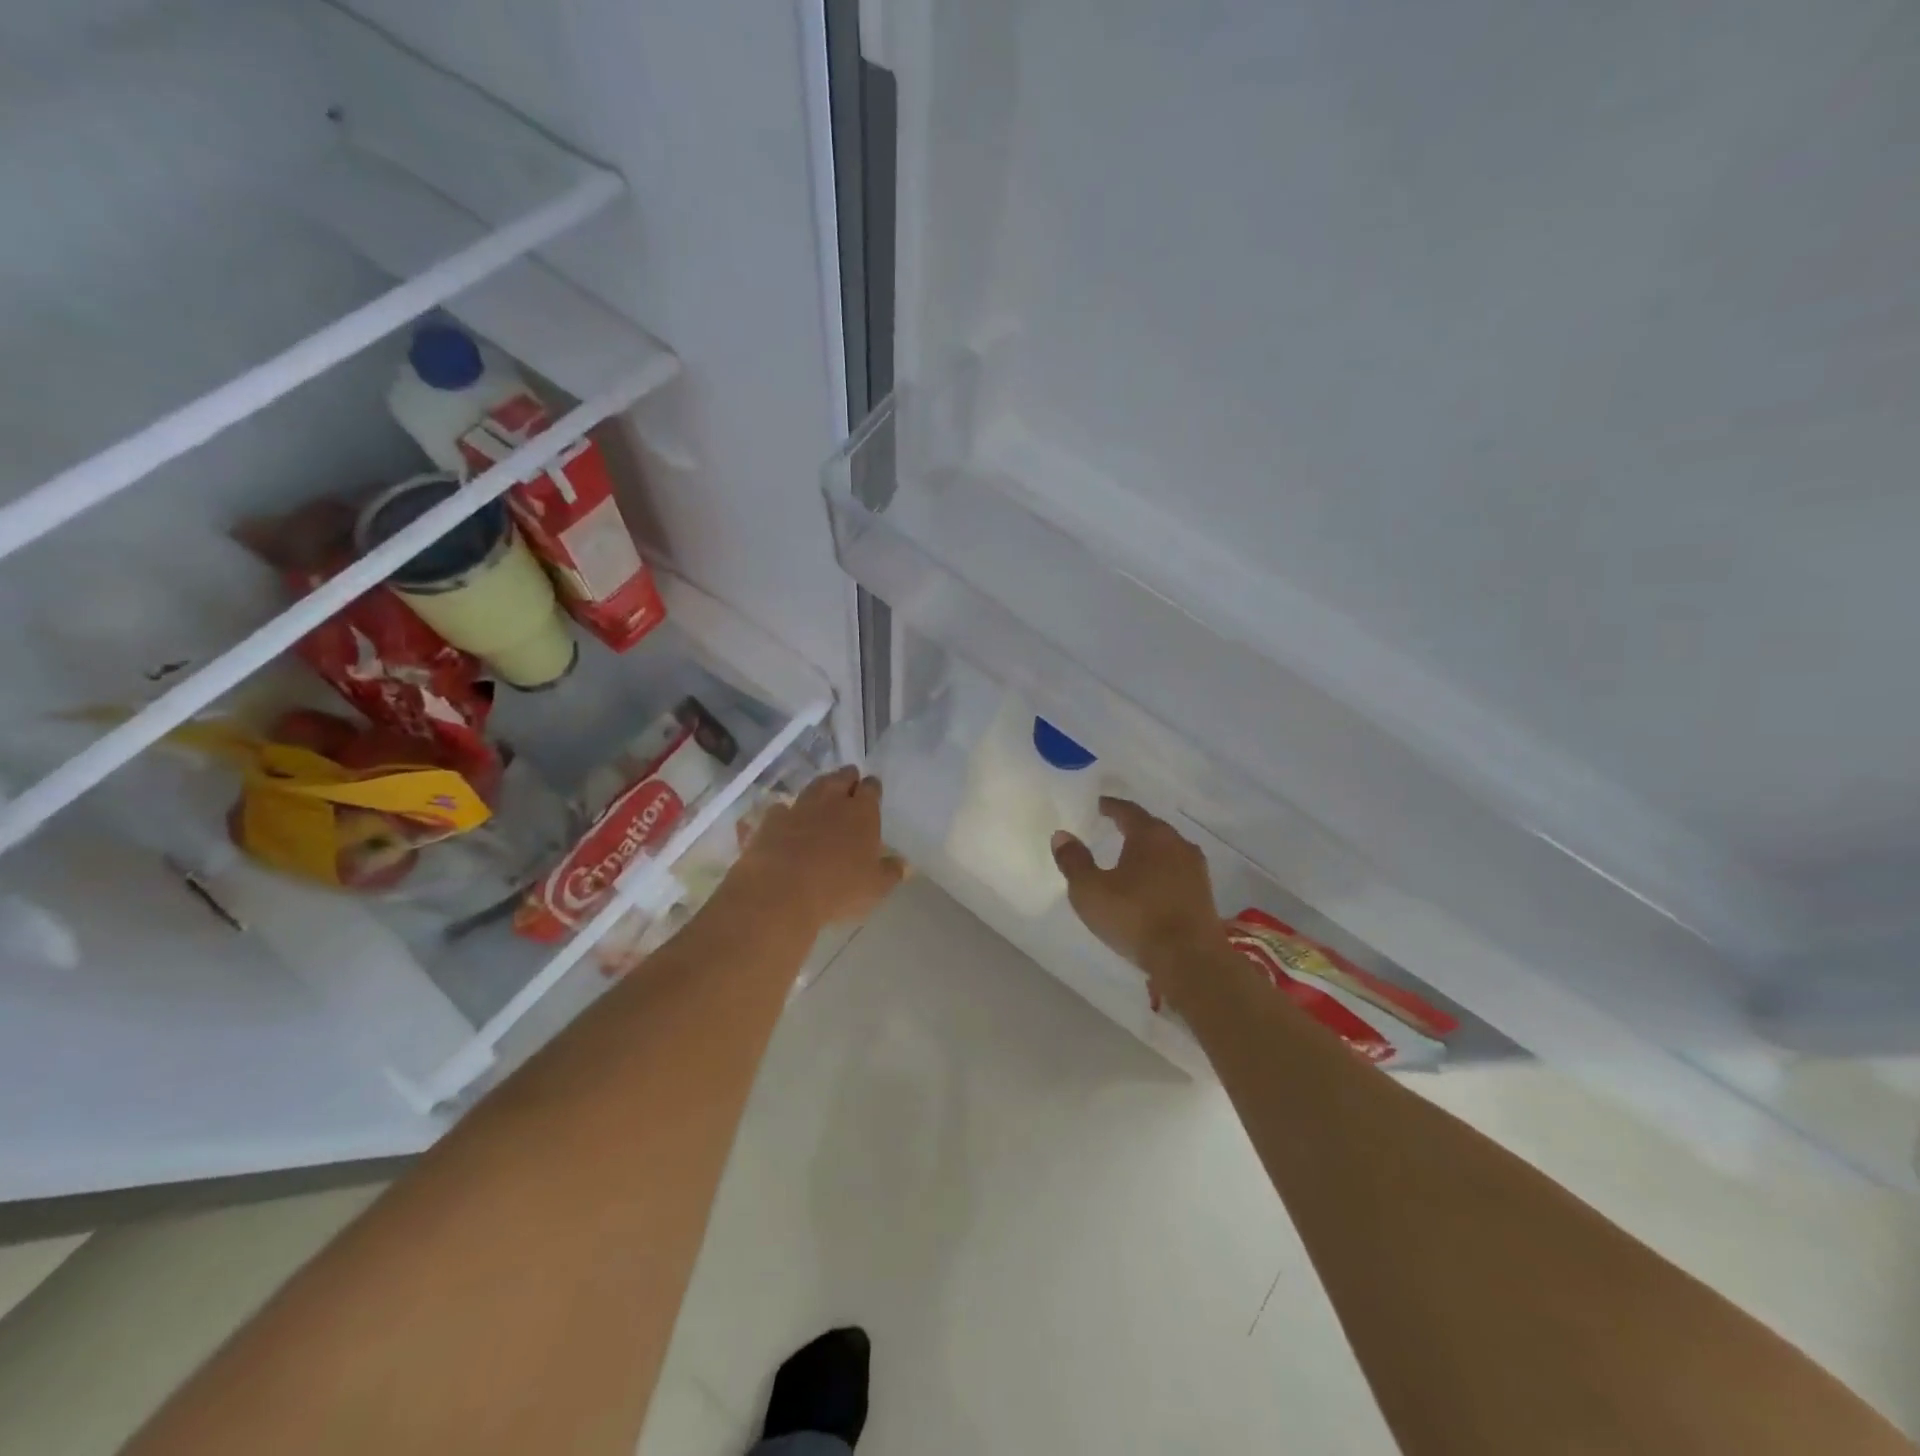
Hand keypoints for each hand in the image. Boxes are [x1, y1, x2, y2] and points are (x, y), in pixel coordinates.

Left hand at [736, 767, 905, 929]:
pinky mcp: (771, 820)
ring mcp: (799, 808)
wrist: (781, 892)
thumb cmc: (838, 889)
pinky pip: (782, 808)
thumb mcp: (876, 887)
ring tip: (824, 791)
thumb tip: (905, 865)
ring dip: (820, 787)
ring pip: (813, 787)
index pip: (871, 788)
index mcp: (862, 813)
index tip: (873, 789)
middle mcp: (832, 802)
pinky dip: (787, 811)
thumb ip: (891, 872)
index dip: (872, 787)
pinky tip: (787, 818)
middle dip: (847, 778)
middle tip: (850, 782)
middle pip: (841, 778)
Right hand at [1052, 798, 1225, 1007]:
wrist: (1190, 959)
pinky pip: (1176, 872)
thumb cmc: (1135, 917)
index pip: (1128, 811)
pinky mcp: (1204, 894)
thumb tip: (1062, 836)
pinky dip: (1160, 872)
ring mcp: (1196, 869)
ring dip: (1148, 851)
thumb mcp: (1090, 891)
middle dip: (1131, 827)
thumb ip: (1074, 861)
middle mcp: (1177, 844)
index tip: (1099, 805)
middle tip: (1111, 828)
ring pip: (1167, 850)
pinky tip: (1149, 885)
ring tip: (1129, 858)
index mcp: (1150, 835)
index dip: (1111, 807)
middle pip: (1151, 828)